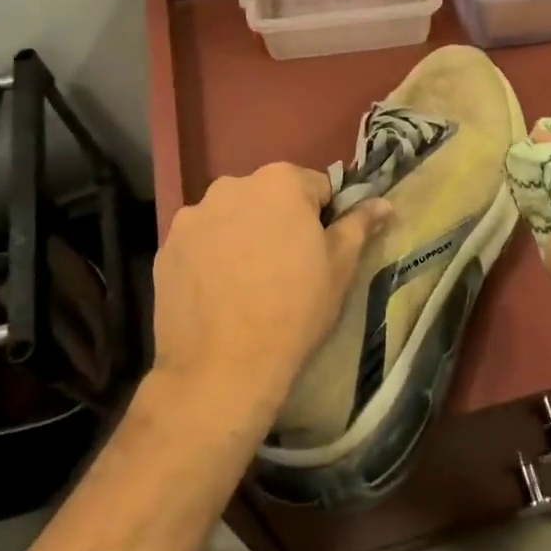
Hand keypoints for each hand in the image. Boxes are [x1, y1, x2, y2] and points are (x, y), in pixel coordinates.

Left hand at [151, 163, 388, 426]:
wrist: (221, 369)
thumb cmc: (294, 311)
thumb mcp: (340, 267)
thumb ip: (360, 224)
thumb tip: (384, 202)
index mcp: (280, 181)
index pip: (315, 187)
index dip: (323, 219)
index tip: (319, 253)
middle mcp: (232, 185)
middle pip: (269, 197)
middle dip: (280, 221)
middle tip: (286, 268)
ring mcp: (193, 215)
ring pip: (232, 217)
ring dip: (243, 235)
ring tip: (248, 283)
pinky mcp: (167, 246)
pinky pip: (201, 241)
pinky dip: (211, 256)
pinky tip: (218, 292)